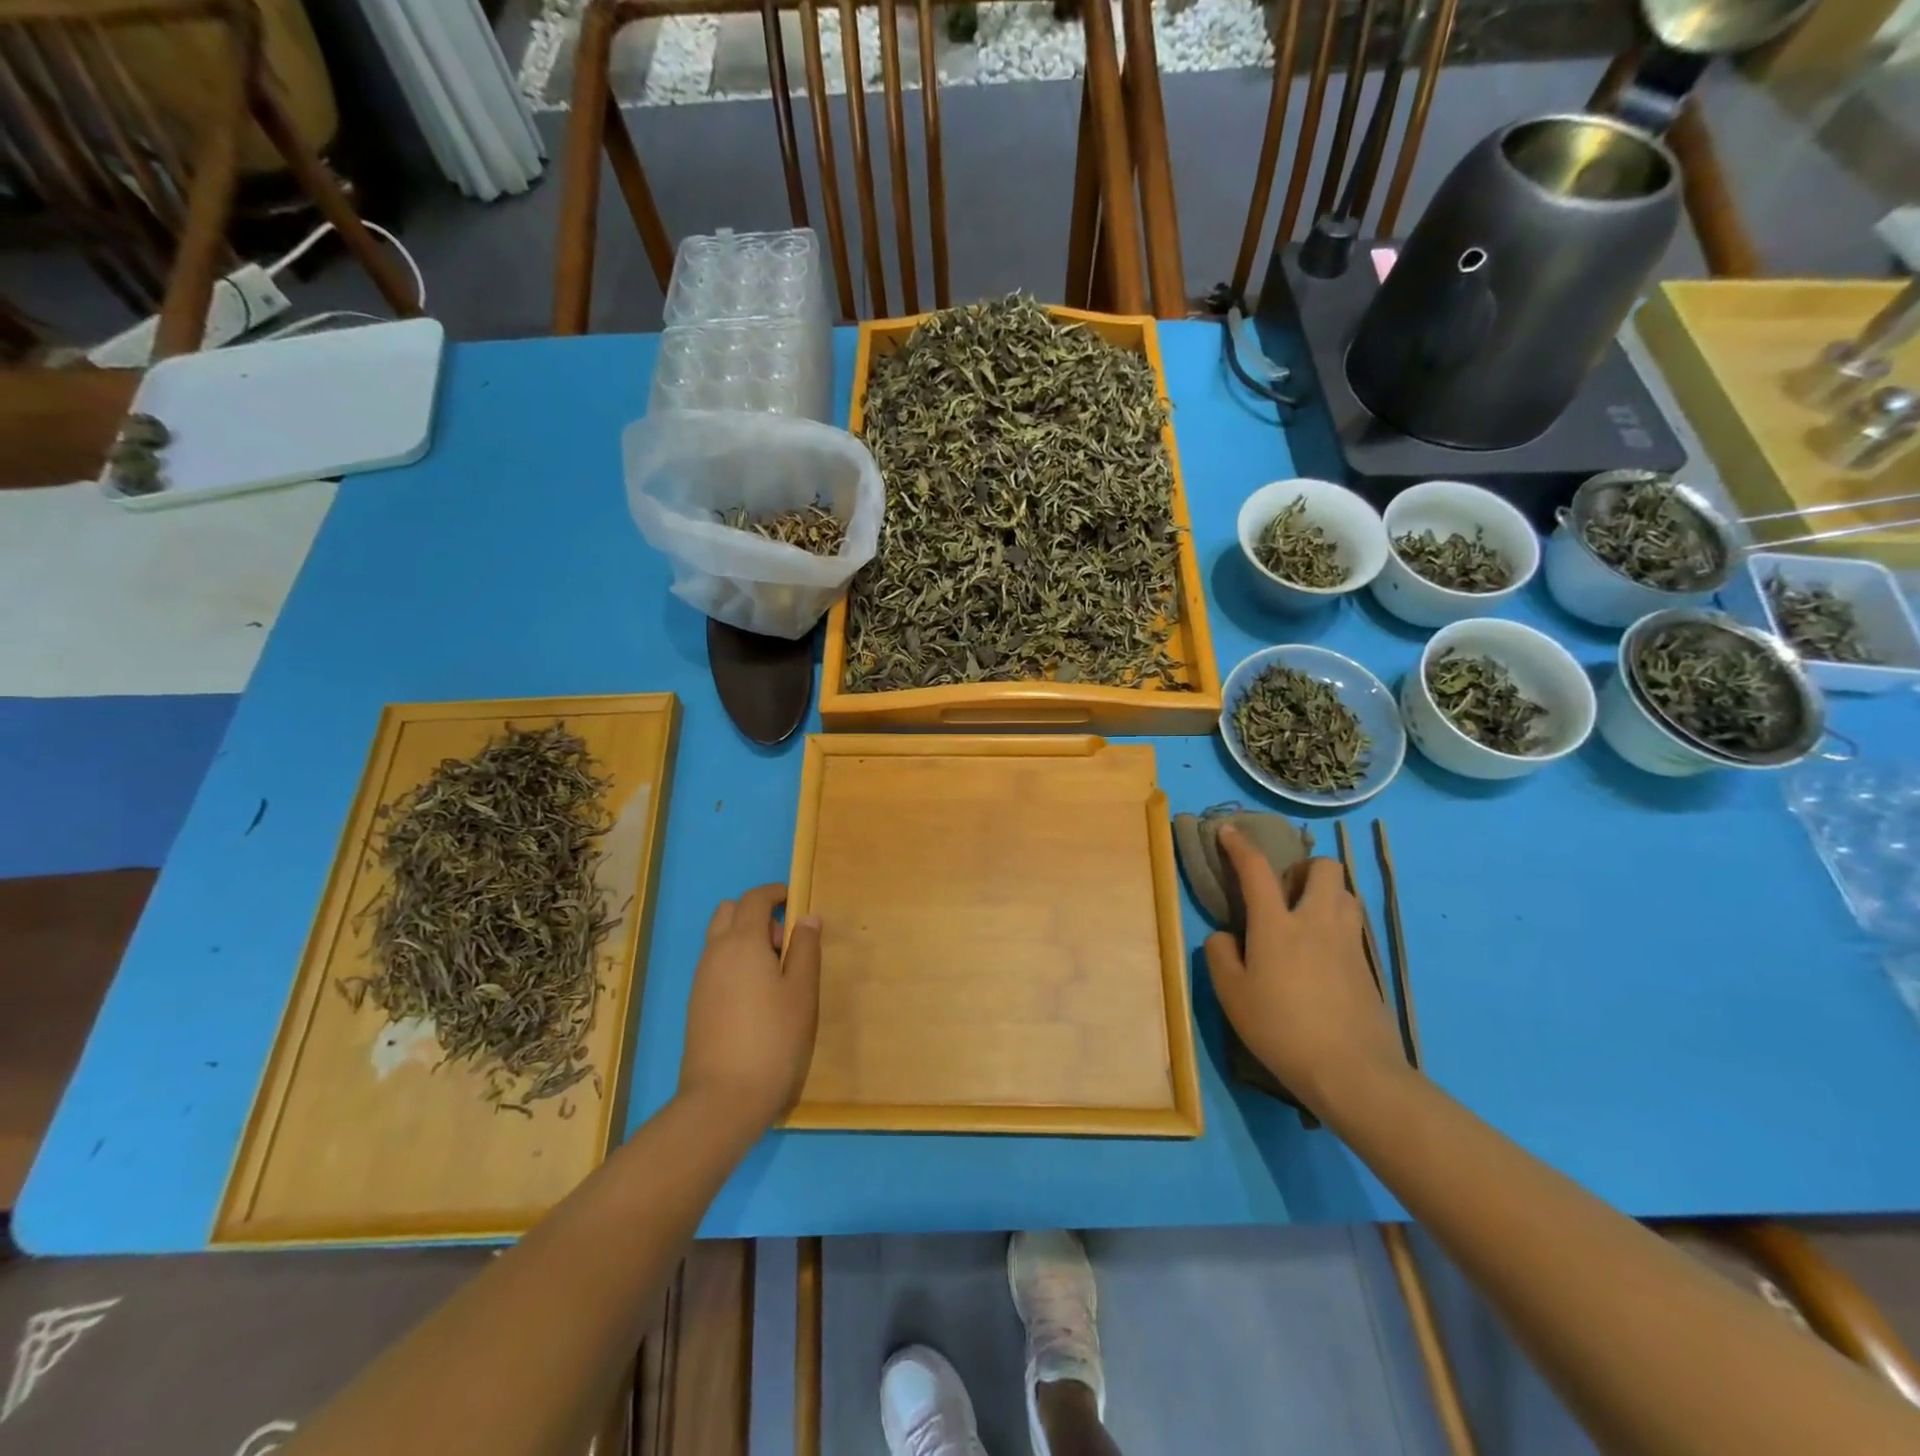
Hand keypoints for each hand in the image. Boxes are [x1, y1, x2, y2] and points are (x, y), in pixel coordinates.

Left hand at [678, 884, 821, 1131]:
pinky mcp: (696, 1002)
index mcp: (742, 942)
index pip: (754, 898)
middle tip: (785, 943)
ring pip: (720, 937)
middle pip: (730, 911)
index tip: (796, 901)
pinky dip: (735, 961)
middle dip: (757, 913)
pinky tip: (756, 996)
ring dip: (745, 938)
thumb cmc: (773, 1039)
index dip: (775, 893)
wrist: (724, 1098)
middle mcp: (715, 952)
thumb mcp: (802, 991)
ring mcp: (701, 978)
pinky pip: (715, 963)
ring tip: (775, 974)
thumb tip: (807, 917)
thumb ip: (806, 948)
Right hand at [1202, 827, 1405, 1113]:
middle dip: (1305, 868)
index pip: (1257, 870)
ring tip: (1305, 920)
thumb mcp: (1232, 996)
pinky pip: (1353, 927)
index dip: (1240, 846)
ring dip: (1326, 894)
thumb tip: (1225, 936)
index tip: (1229, 831)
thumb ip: (1221, 956)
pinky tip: (1321, 957)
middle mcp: (1317, 922)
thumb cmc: (1282, 1029)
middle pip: (1325, 868)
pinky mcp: (1368, 967)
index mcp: (1277, 925)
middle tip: (1286, 892)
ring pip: (1346, 894)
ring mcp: (1349, 943)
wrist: (1353, 1072)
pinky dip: (1336, 926)